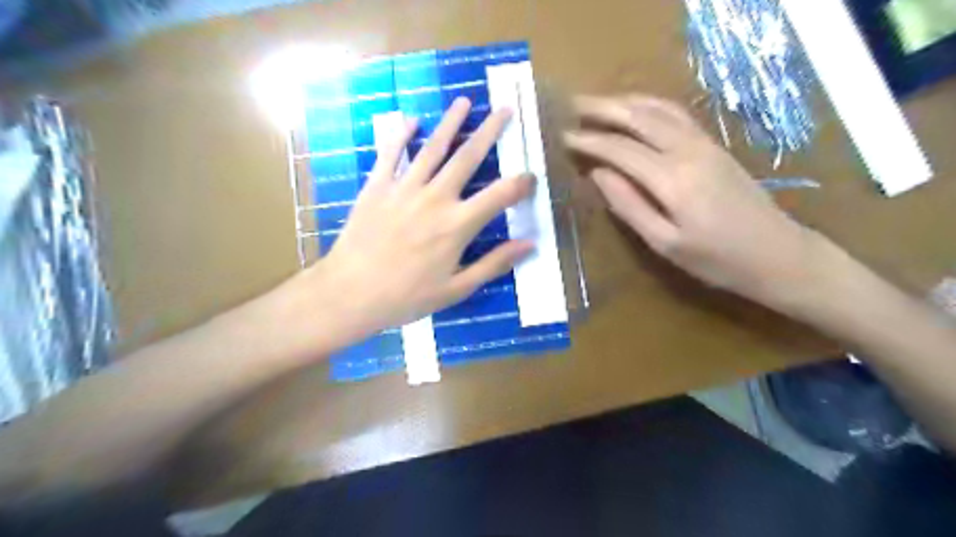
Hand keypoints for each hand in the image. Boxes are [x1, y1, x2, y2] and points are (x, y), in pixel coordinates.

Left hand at [311, 98, 534, 336]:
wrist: (351, 293)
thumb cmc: (407, 296)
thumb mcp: (457, 289)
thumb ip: (494, 263)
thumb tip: (530, 245)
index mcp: (458, 225)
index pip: (500, 196)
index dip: (521, 184)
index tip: (531, 176)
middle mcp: (435, 198)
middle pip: (468, 157)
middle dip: (490, 131)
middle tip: (504, 109)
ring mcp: (404, 188)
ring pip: (433, 148)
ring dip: (451, 123)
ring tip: (465, 102)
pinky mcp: (377, 187)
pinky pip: (391, 154)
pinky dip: (401, 135)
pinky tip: (411, 120)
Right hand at [567, 94, 820, 308]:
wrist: (778, 254)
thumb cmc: (716, 259)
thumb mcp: (665, 243)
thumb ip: (629, 206)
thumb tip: (599, 174)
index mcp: (672, 179)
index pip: (620, 150)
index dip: (590, 142)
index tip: (564, 137)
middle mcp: (688, 151)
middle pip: (639, 118)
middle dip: (603, 109)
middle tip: (574, 105)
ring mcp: (705, 144)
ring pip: (659, 110)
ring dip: (626, 102)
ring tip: (599, 102)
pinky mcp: (714, 147)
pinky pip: (677, 115)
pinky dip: (652, 105)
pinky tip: (639, 108)